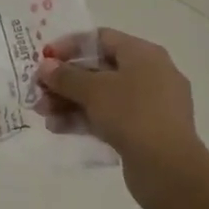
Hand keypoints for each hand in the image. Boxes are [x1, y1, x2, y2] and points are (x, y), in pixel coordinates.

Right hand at [37, 29, 208, 208]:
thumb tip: (46, 66)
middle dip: (65, 80)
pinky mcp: (145, 131)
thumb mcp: (93, 90)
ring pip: (102, 96)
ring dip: (70, 102)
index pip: (100, 38)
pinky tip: (58, 129)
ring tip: (42, 113)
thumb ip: (66, 76)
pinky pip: (110, 117)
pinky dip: (85, 120)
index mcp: (143, 54)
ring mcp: (149, 105)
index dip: (69, 46)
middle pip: (99, 69)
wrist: (169, 170)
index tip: (45, 59)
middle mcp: (150, 74)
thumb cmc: (132, 114)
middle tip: (38, 90)